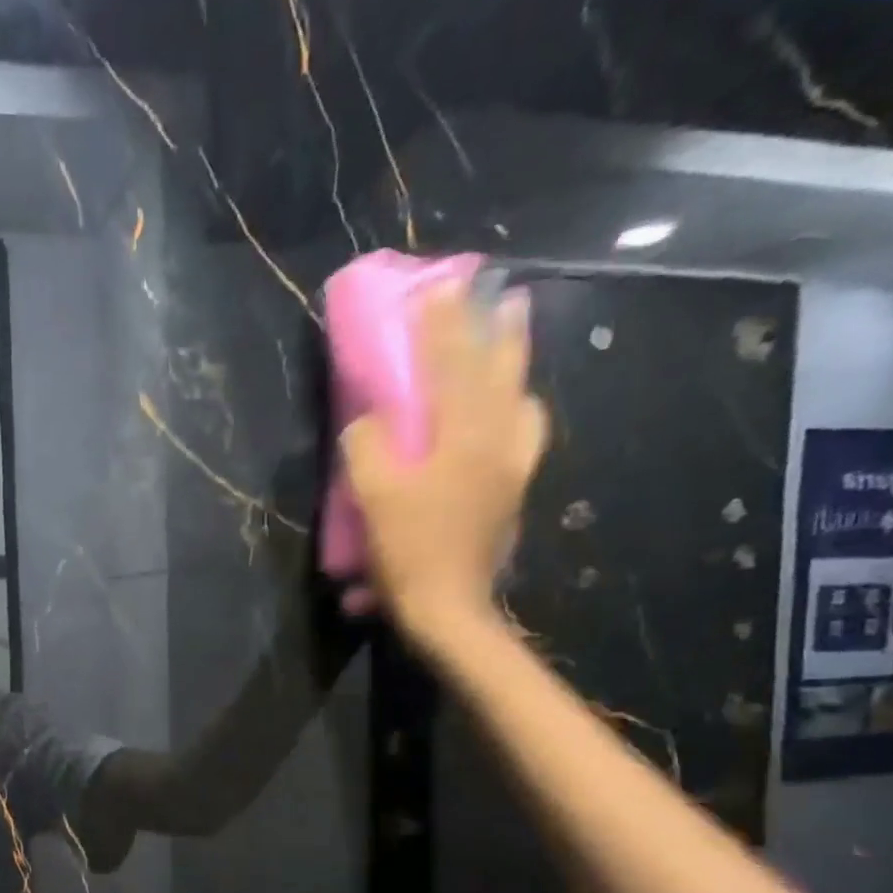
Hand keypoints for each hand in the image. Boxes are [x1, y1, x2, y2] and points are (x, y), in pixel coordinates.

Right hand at [340, 282, 546, 647]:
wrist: (448, 606)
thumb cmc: (407, 550)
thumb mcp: (372, 496)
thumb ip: (367, 446)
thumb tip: (370, 422)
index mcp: (461, 438)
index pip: (451, 367)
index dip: (443, 326)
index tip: (440, 286)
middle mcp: (496, 442)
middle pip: (502, 374)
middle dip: (501, 331)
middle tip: (506, 294)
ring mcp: (511, 467)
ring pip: (521, 401)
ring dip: (517, 365)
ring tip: (515, 342)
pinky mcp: (511, 491)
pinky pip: (525, 435)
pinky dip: (520, 410)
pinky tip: (514, 411)